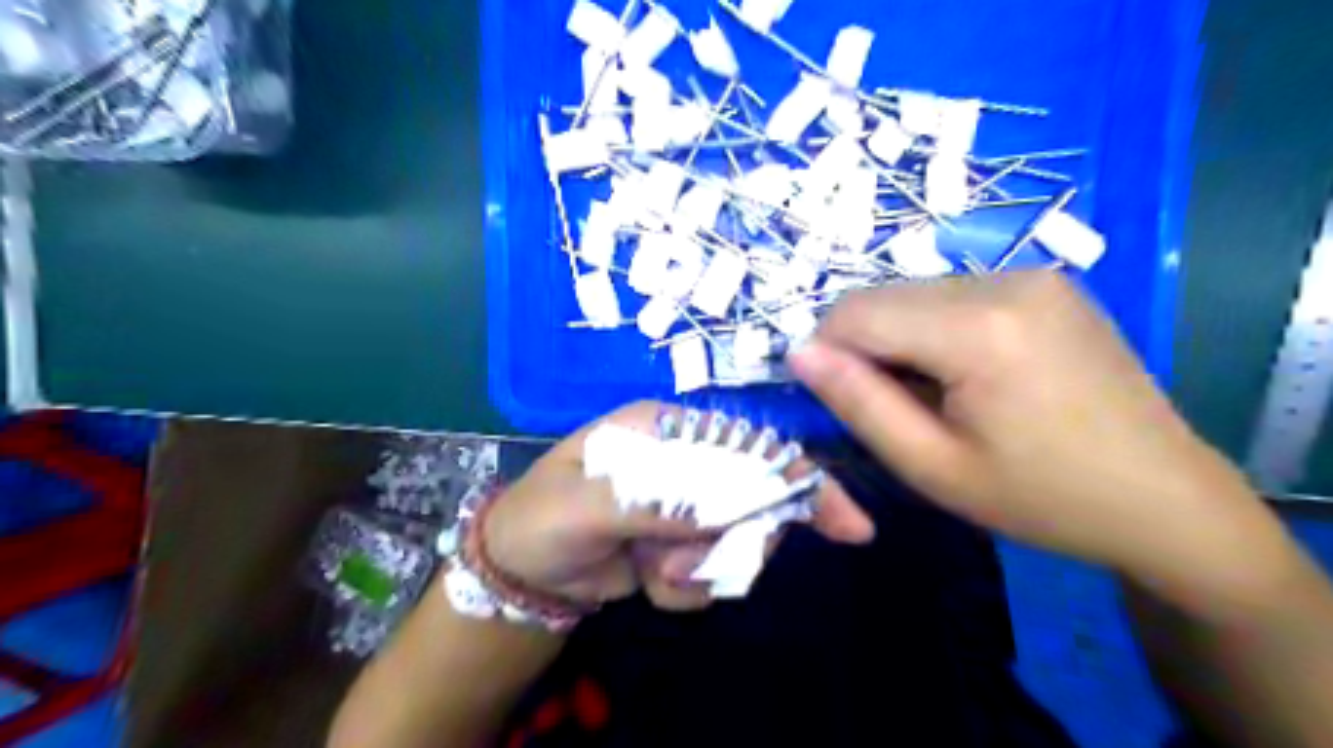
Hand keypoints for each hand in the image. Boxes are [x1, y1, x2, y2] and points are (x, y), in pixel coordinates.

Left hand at [482, 405, 875, 612]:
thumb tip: (724, 510)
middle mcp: (685, 461)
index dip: (797, 479)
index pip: (746, 445)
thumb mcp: (586, 507)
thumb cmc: (543, 519)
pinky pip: (712, 575)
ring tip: (654, 571)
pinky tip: (647, 581)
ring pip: (737, 544)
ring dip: (700, 571)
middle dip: (736, 541)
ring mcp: (687, 505)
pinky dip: (684, 590)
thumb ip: (654, 503)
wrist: (523, 570)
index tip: (847, 525)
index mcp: (666, 430)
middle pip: (754, 498)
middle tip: (689, 565)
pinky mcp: (683, 545)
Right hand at [788, 271, 1278, 588]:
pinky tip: (966, 373)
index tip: (834, 399)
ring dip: (898, 337)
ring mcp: (1032, 275)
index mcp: (978, 328)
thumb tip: (798, 352)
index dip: (825, 350)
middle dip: (863, 346)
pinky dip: (935, 328)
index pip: (856, 312)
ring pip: (915, 292)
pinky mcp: (1047, 283)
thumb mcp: (931, 466)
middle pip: (885, 296)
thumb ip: (858, 403)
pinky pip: (955, 293)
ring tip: (932, 394)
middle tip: (890, 407)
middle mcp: (1005, 280)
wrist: (1164, 498)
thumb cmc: (1040, 497)